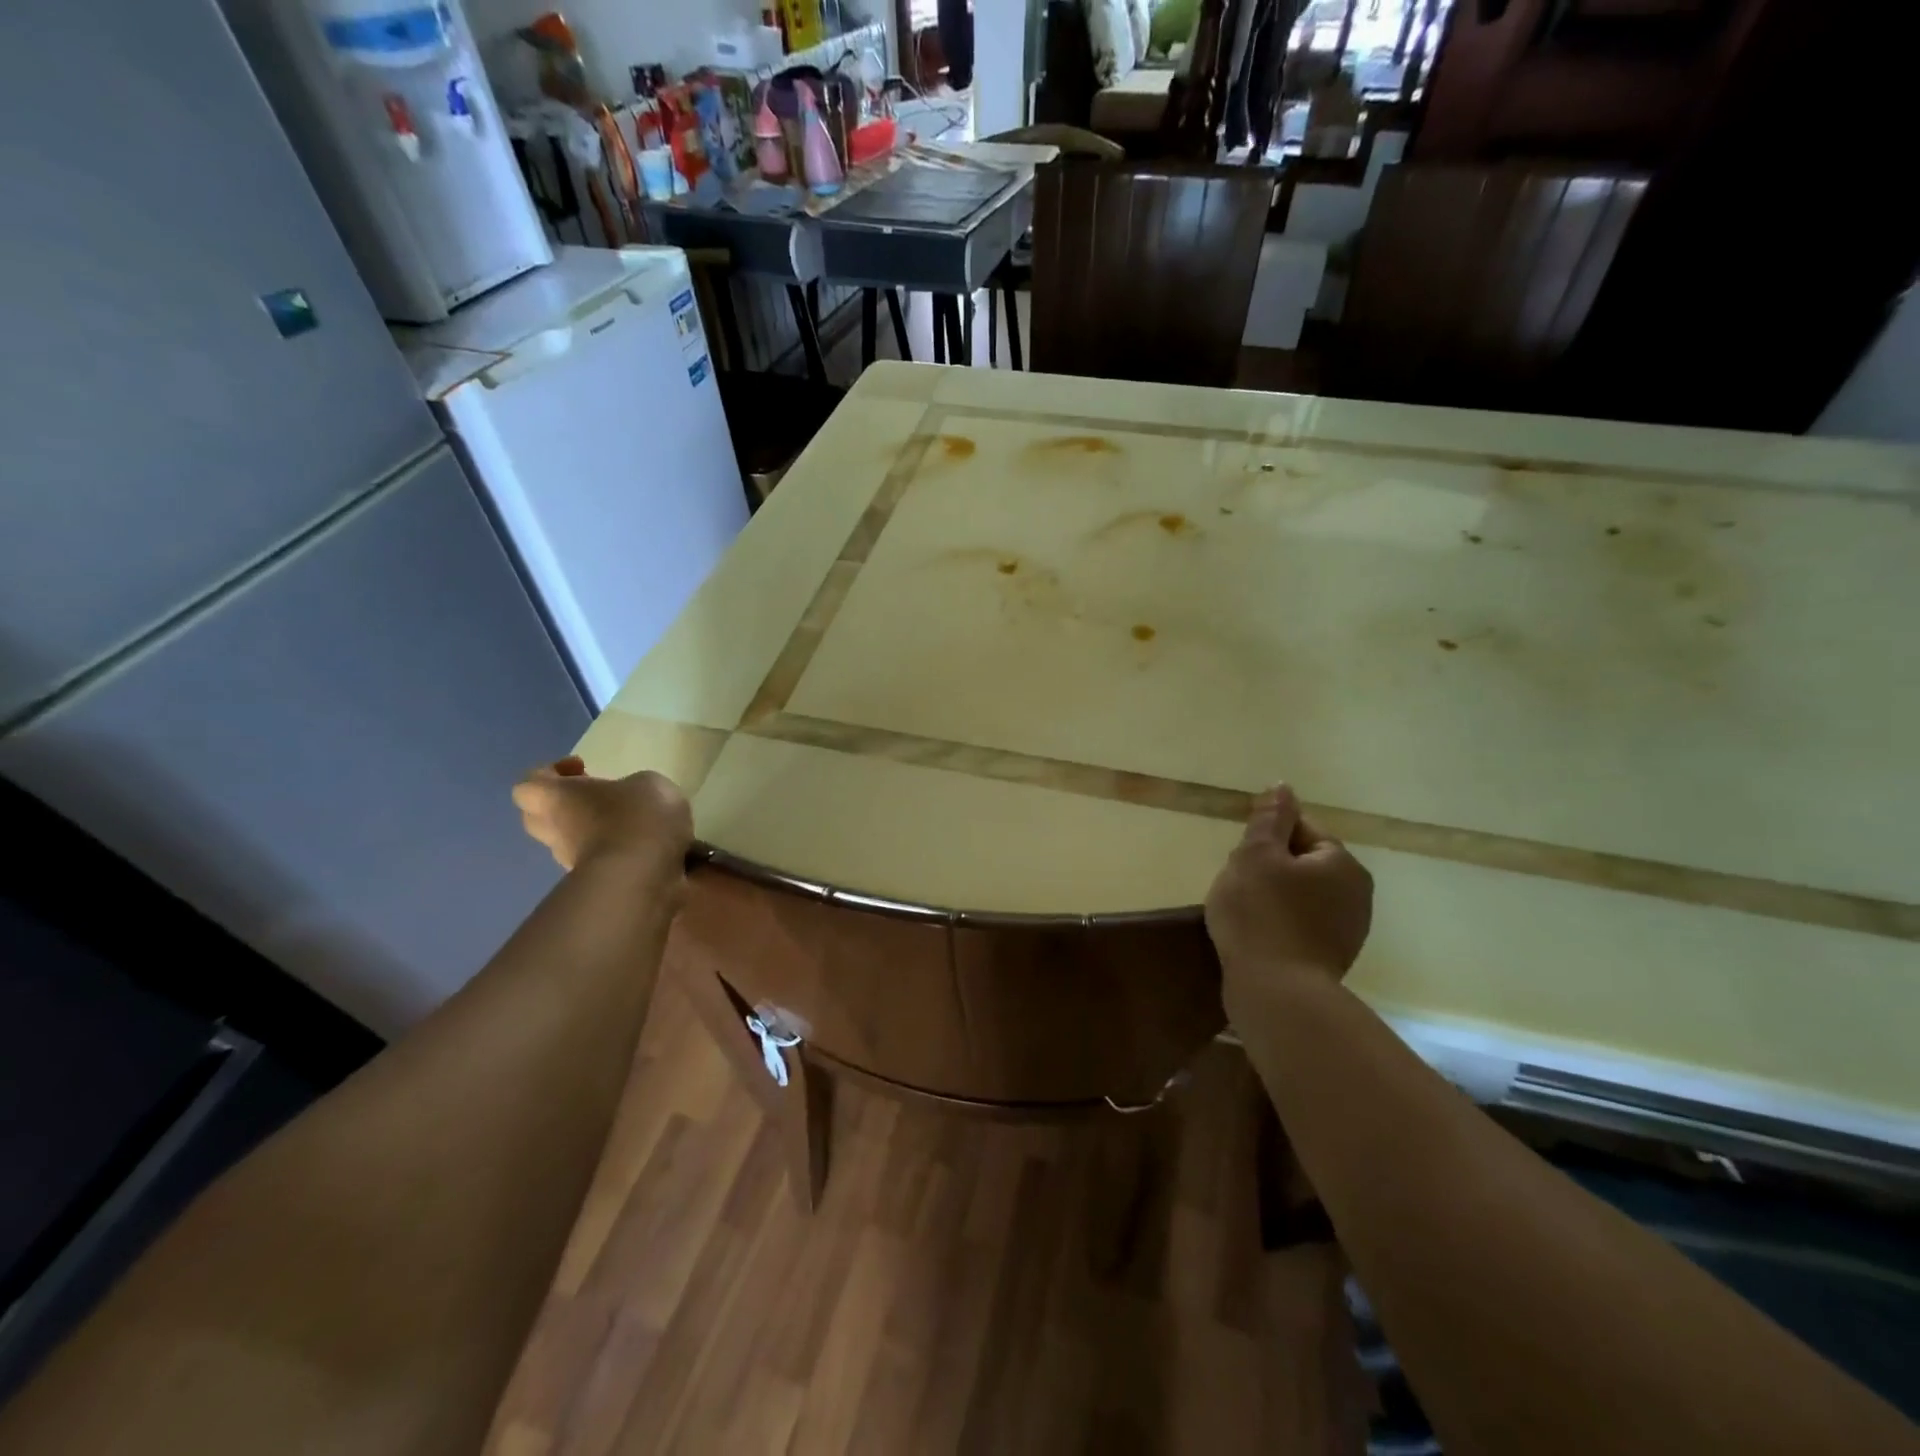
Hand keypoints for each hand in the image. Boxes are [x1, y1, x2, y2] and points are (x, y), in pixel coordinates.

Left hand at [512, 756, 692, 875]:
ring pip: (572, 842)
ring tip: (633, 823)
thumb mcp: (647, 783)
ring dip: (595, 831)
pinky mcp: (599, 884)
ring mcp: (574, 862)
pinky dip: (619, 853)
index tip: (583, 768)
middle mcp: (557, 831)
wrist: (647, 876)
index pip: (530, 784)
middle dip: (565, 806)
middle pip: (539, 817)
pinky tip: (650, 846)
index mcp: (558, 798)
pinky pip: (602, 862)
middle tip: (599, 797)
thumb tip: (631, 799)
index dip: (551, 773)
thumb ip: (632, 787)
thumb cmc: (638, 816)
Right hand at [1205, 784, 1372, 984]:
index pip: (1301, 829)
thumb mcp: (1255, 855)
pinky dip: (1279, 925)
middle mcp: (1356, 894)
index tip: (1242, 859)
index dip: (1266, 838)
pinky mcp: (1332, 959)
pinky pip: (1300, 926)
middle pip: (1302, 863)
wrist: (1275, 993)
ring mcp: (1348, 930)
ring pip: (1300, 896)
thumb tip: (1283, 787)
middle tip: (1238, 885)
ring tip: (1244, 914)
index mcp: (1342, 863)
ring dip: (1273, 897)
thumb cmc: (1260, 914)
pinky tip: (1257, 936)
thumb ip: (1269, 818)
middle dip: (1269, 869)